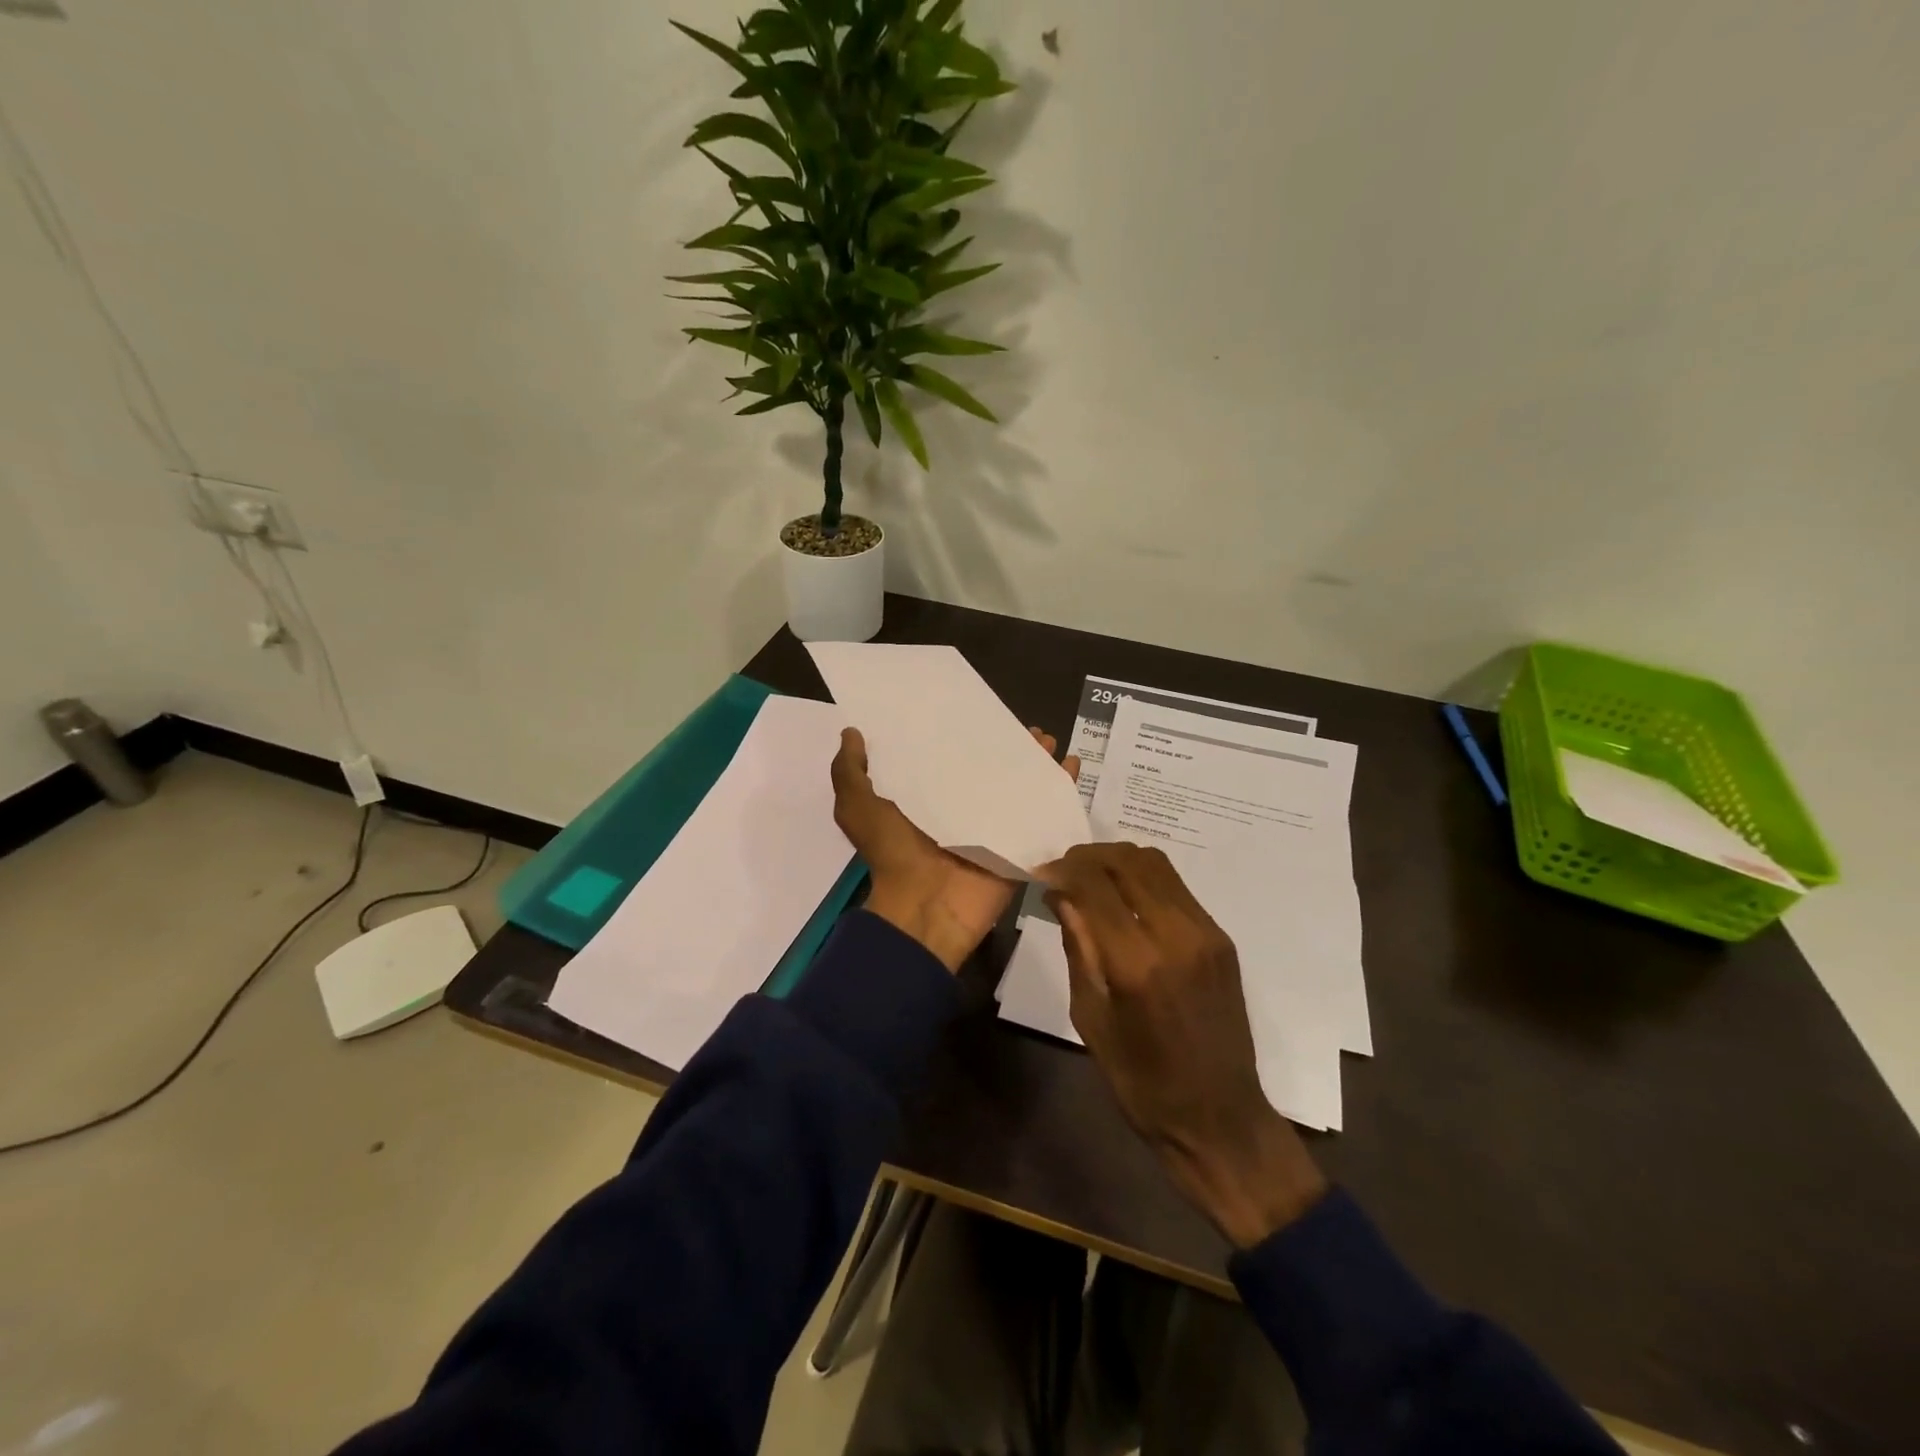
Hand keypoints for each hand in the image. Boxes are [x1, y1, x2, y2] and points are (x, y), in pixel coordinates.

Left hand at [832, 726, 1078, 973]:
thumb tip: (852, 732)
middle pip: (993, 772)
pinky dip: (1062, 789)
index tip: (976, 712)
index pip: (948, 760)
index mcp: (927, 800)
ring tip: (1049, 741)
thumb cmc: (892, 853)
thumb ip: (850, 771)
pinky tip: (1072, 763)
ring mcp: (995, 828)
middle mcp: (963, 810)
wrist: (925, 908)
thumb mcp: (857, 807)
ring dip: (1038, 763)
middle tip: (1026, 728)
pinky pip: (1045, 813)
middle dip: (1010, 749)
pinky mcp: (1019, 844)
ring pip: (1022, 788)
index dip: (963, 737)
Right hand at [1037, 843, 1326, 1247]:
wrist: (1220, 1118)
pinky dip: (1143, 878)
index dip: (1063, 869)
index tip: (1041, 874)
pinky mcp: (1221, 939)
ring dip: (1116, 861)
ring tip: (1090, 878)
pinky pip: (1176, 887)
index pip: (1095, 884)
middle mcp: (1177, 935)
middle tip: (1062, 872)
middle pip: (1127, 861)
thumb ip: (1078, 948)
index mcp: (1137, 963)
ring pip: (1156, 865)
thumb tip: (1060, 896)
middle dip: (1087, 857)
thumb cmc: (1142, 1083)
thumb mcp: (1091, 1019)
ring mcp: (1206, 933)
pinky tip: (1124, 898)